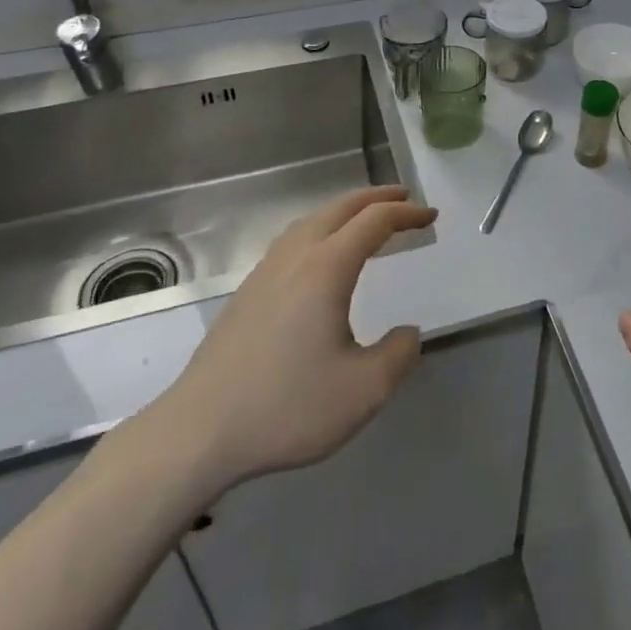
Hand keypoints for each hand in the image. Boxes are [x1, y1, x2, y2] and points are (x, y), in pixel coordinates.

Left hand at [128, 186, 436, 510]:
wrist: (199, 431)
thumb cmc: (287, 407)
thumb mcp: (363, 391)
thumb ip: (398, 355)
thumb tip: (406, 332)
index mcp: (326, 268)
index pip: (374, 222)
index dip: (406, 214)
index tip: (431, 216)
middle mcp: (296, 257)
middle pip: (341, 208)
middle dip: (376, 198)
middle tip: (405, 199)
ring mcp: (266, 271)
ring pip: (312, 220)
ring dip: (345, 211)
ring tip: (367, 220)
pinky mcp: (248, 292)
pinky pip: (294, 239)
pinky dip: (321, 229)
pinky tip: (321, 255)